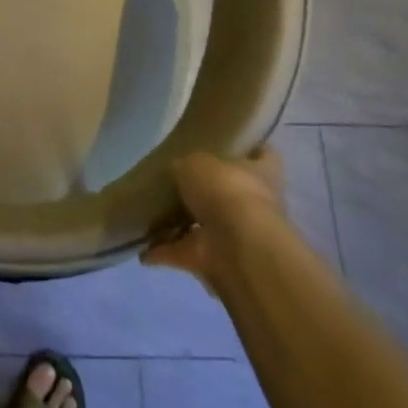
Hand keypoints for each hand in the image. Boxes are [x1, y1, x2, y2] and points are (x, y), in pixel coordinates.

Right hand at [142, 147, 285, 289]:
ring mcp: (237, 236)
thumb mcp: (196, 163)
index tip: (229, 146)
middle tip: (176, 182)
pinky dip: (166, 253)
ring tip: (151, 215)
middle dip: (206, 192)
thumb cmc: (225, 190)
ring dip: (181, 226)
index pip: (264, 156)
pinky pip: (187, 253)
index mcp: (260, 173)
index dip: (249, 150)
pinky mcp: (217, 261)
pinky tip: (143, 250)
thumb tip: (177, 172)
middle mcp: (255, 204)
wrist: (236, 247)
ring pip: (206, 227)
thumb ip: (186, 166)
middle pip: (230, 193)